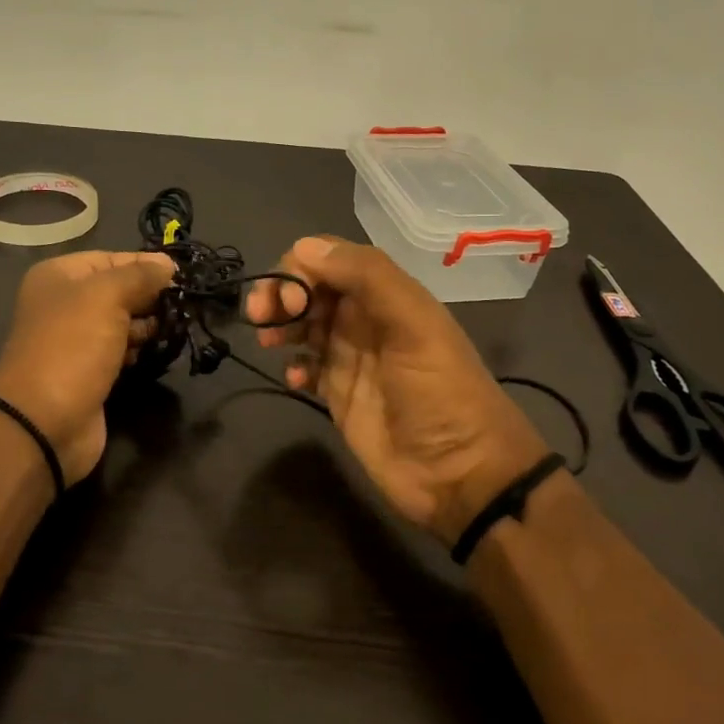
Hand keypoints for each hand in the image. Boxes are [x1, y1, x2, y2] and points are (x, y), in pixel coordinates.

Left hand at [0, 250, 175, 484]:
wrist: (45, 421)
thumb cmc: (73, 346)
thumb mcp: (107, 296)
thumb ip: (140, 275)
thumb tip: (167, 264)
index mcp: (58, 277)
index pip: (110, 259)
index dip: (145, 264)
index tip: (181, 274)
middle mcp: (63, 304)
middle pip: (117, 290)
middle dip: (149, 295)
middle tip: (183, 303)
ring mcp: (75, 340)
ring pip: (122, 322)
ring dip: (148, 324)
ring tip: (174, 326)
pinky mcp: (89, 372)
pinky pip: (120, 351)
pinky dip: (138, 349)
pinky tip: (156, 350)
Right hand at [247, 237, 549, 543]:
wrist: (460, 474)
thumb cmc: (440, 392)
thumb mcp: (415, 325)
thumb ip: (367, 277)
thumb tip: (304, 248)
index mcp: (386, 294)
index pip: (330, 258)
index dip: (300, 268)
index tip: (289, 298)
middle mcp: (365, 318)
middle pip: (310, 287)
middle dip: (281, 292)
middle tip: (263, 317)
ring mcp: (350, 356)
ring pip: (303, 323)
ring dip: (280, 324)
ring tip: (270, 343)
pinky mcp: (338, 393)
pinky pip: (305, 365)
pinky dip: (293, 364)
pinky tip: (296, 378)